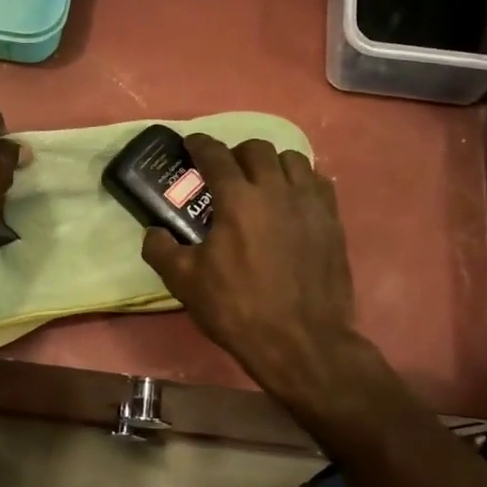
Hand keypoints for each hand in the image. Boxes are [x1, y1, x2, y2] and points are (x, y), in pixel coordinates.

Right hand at [141, 135, 366, 401]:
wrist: (301, 342)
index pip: (215, 155)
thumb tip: (153, 232)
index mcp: (238, 200)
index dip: (200, 145)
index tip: (192, 144)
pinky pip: (318, 183)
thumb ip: (161, 250)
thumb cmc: (238, 309)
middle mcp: (276, 190)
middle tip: (226, 172)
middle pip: (257, 149)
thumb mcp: (185, 283)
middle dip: (236, 153)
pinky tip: (292, 201)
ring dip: (272, 164)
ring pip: (292, 160)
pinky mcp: (333, 222)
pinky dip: (301, 182)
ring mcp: (310, 204)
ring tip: (262, 183)